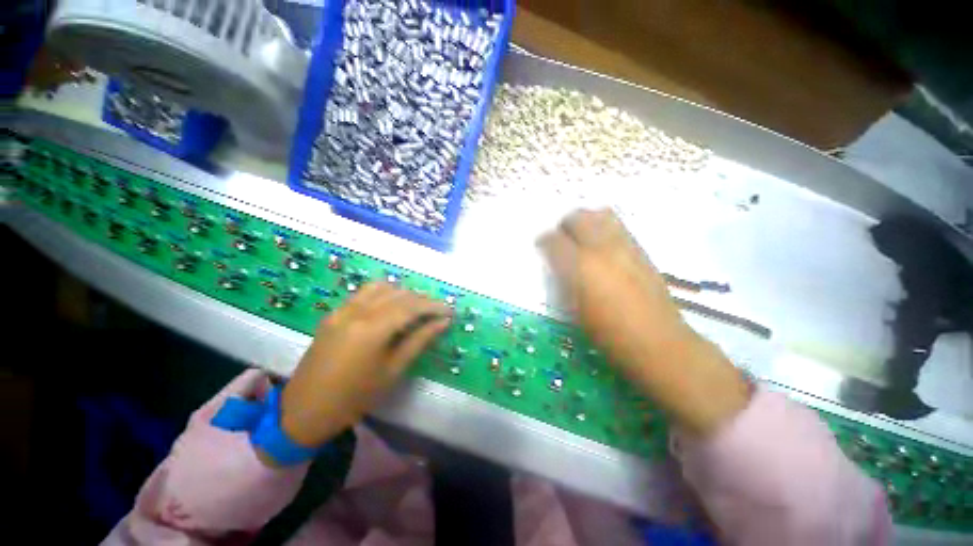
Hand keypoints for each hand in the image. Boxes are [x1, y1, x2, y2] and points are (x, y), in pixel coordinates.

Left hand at [281, 283, 450, 446]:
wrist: (305, 411)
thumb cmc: (355, 397)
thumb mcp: (392, 371)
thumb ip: (419, 341)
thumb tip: (443, 323)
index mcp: (372, 329)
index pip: (412, 307)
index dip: (434, 306)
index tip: (450, 311)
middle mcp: (357, 312)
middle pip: (398, 294)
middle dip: (422, 299)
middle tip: (437, 312)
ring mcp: (343, 310)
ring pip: (381, 288)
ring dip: (403, 293)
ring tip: (416, 307)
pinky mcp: (334, 314)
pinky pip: (364, 293)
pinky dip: (383, 293)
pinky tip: (391, 306)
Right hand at [538, 209, 749, 435]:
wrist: (656, 341)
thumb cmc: (607, 332)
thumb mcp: (573, 308)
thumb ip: (562, 280)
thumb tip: (556, 264)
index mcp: (579, 267)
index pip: (553, 240)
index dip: (544, 240)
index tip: (541, 245)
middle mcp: (601, 248)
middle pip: (577, 218)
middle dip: (564, 225)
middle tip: (561, 238)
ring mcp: (624, 246)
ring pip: (600, 214)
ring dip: (586, 220)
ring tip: (582, 236)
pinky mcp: (641, 250)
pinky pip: (618, 226)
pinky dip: (604, 227)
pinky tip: (603, 244)